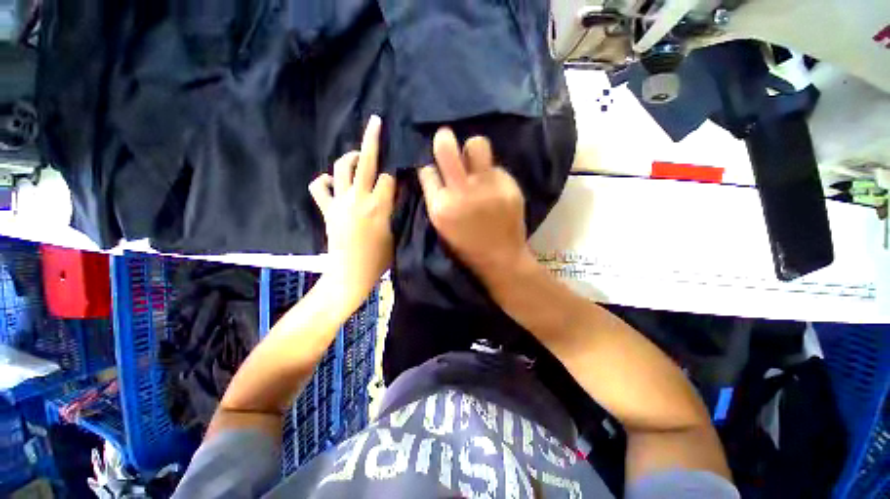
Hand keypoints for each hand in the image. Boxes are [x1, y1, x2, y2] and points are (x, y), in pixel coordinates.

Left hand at [309, 115, 394, 303]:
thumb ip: (395, 210)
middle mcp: (358, 199)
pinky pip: (320, 187)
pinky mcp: (327, 210)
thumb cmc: (379, 260)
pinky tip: (333, 182)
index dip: (396, 173)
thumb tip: (396, 192)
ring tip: (358, 156)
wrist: (349, 275)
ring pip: (341, 168)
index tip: (401, 173)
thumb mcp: (395, 234)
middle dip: (372, 139)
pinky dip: (325, 181)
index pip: (389, 177)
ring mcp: (339, 202)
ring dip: (350, 157)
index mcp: (379, 206)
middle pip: (366, 162)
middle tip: (376, 122)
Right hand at [418, 127, 531, 279]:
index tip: (435, 170)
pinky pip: (495, 167)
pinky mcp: (509, 186)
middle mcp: (462, 192)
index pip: (427, 170)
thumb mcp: (441, 226)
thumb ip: (435, 197)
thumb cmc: (466, 246)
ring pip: (477, 145)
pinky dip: (491, 175)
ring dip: (472, 150)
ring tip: (474, 163)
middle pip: (447, 147)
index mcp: (441, 206)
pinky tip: (493, 189)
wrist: (501, 258)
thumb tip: (432, 169)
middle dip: (443, 139)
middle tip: (445, 138)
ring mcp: (488, 187)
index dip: (429, 168)